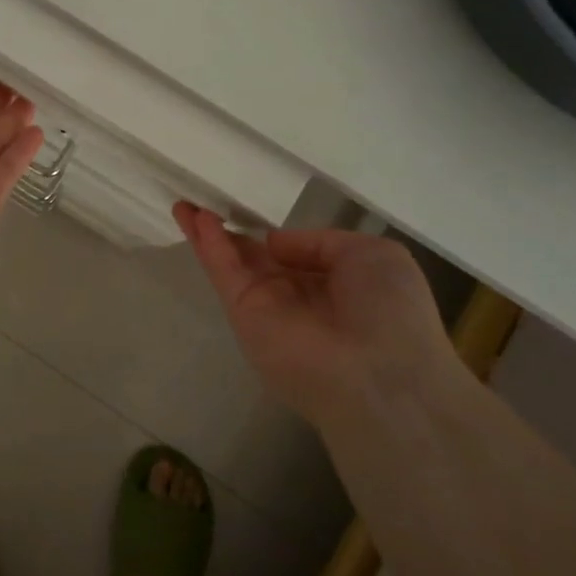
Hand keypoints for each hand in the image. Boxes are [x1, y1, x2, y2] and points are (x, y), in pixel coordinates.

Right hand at [174, 203, 450, 417]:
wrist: (379, 374)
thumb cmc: (390, 311)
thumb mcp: (372, 255)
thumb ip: (319, 242)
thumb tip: (274, 243)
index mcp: (334, 285)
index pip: (296, 256)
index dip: (273, 235)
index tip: (252, 209)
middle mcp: (297, 297)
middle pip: (255, 257)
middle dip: (231, 231)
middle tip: (205, 201)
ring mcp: (267, 307)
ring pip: (232, 263)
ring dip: (208, 233)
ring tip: (185, 203)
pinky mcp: (243, 315)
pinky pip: (224, 272)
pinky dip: (208, 244)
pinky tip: (195, 217)